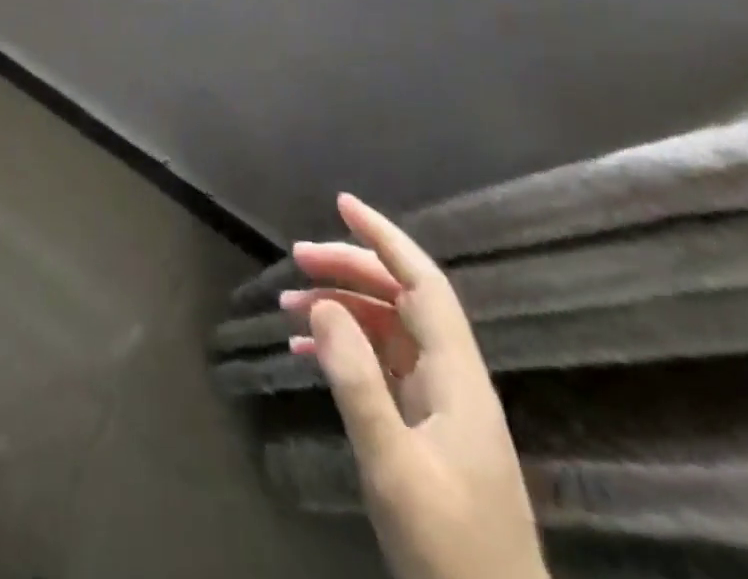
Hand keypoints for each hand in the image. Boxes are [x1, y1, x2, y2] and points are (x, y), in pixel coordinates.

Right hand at [286, 194, 544, 578]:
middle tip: (297, 259)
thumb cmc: (450, 550)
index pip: (422, 283)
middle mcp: (451, 379)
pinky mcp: (425, 429)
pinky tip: (305, 350)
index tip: (342, 204)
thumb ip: (358, 383)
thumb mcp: (395, 468)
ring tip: (289, 302)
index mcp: (458, 378)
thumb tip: (323, 305)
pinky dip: (343, 348)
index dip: (385, 238)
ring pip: (387, 329)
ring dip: (341, 307)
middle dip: (349, 268)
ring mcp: (439, 405)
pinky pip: (380, 366)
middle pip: (399, 299)